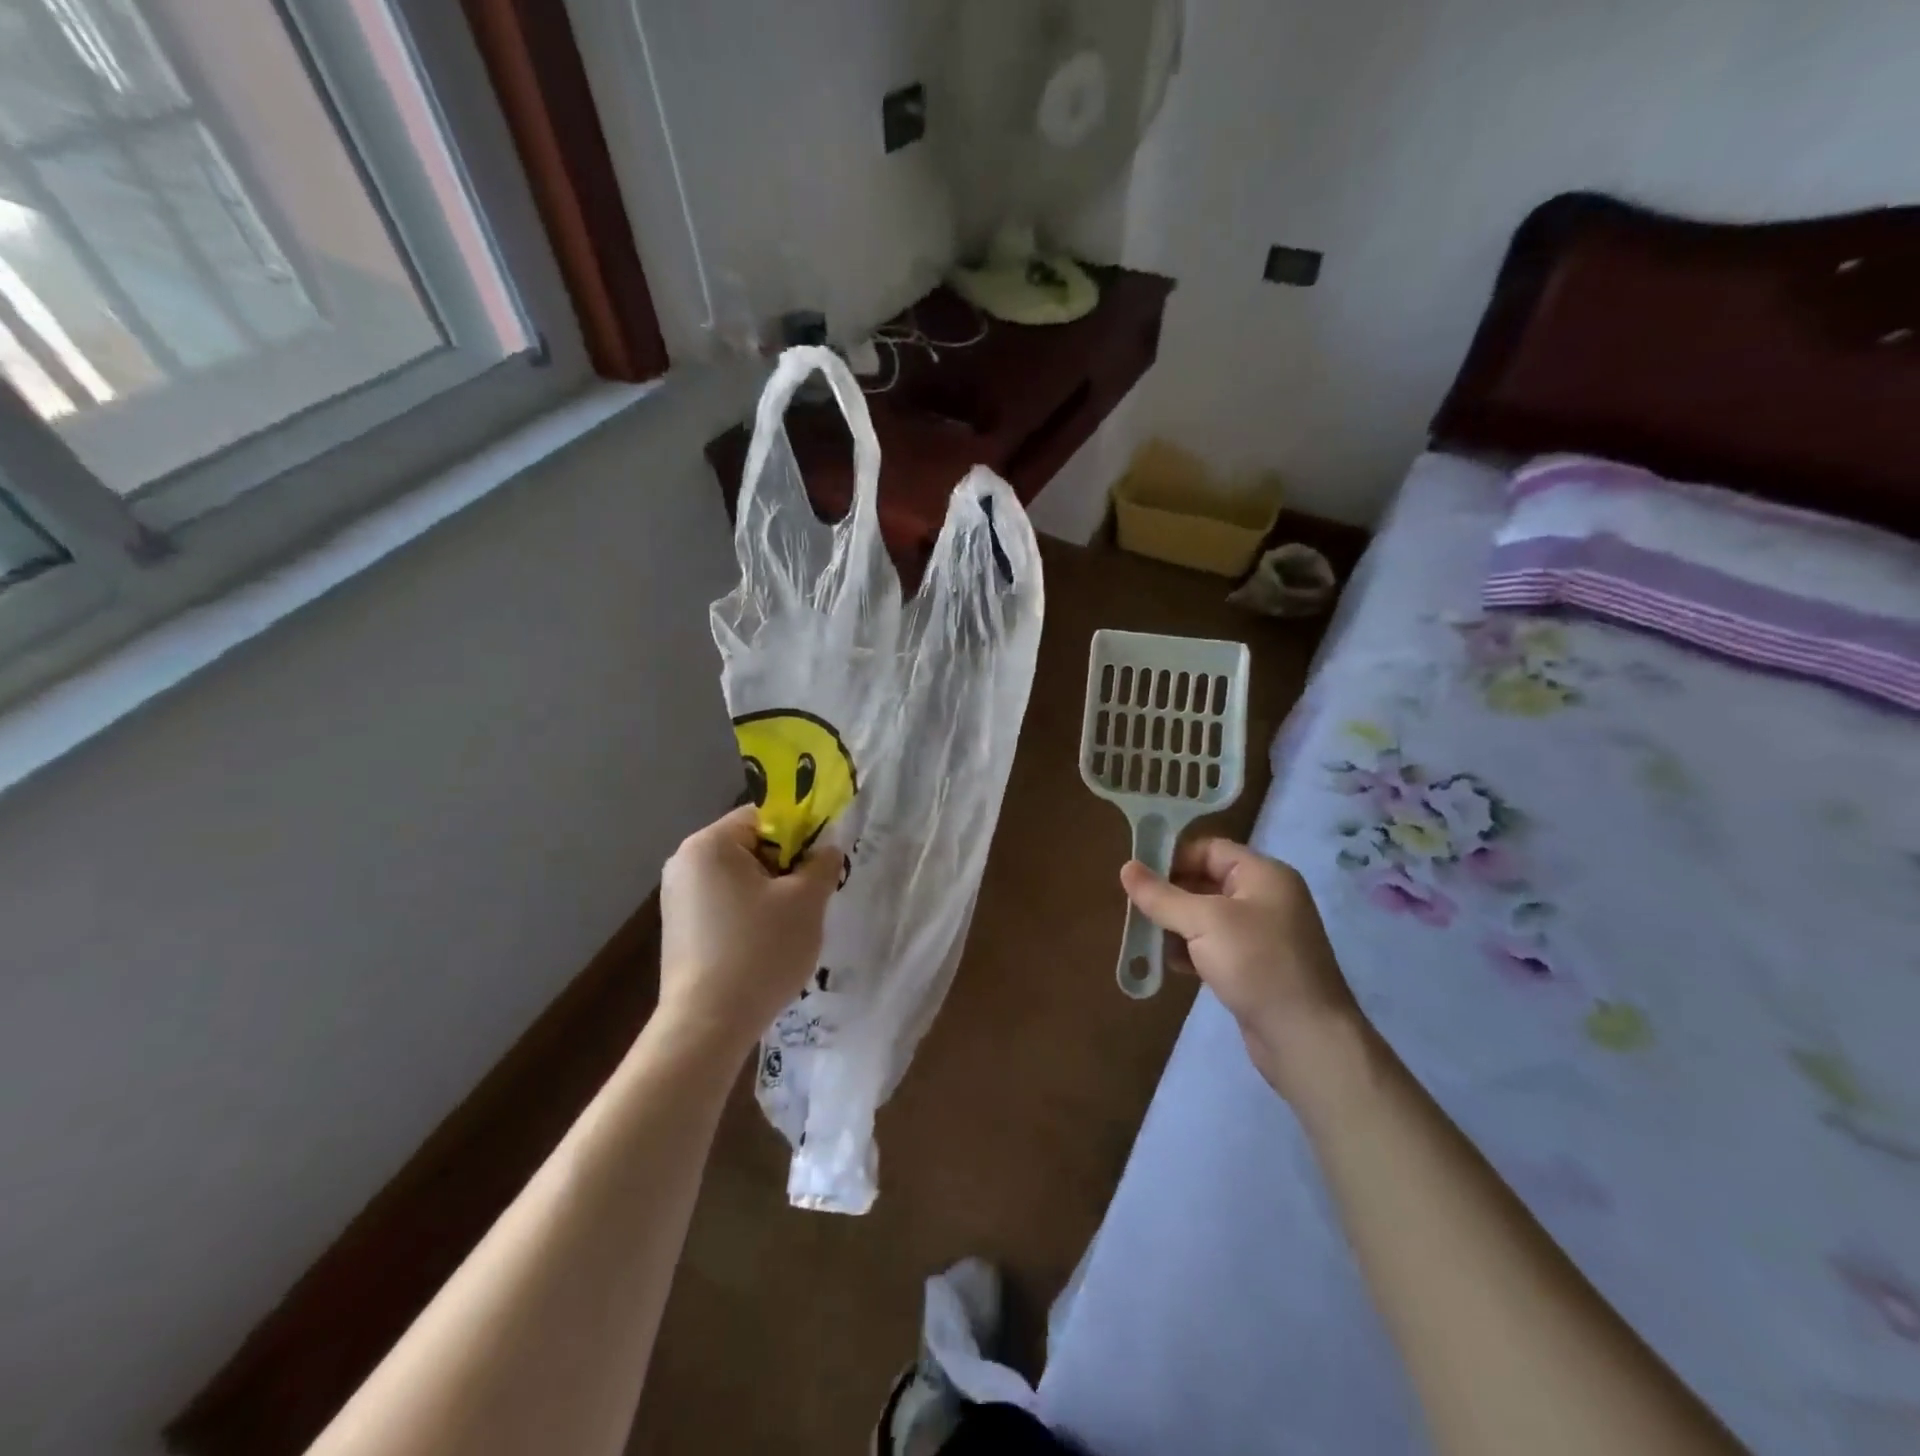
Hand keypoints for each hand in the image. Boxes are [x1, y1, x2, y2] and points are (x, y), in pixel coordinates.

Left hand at [658, 806, 842, 1059]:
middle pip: (751, 846)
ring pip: (740, 878)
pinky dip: (749, 915)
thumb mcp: (806, 901)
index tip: (821, 863)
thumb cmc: (760, 950)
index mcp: (709, 844)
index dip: (800, 833)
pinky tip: (764, 946)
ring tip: (790, 927)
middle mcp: (684, 862)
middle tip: (811, 897)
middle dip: (786, 867)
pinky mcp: (679, 930)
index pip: (764, 816)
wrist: (707, 1026)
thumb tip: (826, 848)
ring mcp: (677, 898)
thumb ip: (822, 863)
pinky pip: (725, 904)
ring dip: (771, 893)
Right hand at [1120, 838, 1368, 1105]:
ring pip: (1207, 917)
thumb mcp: (1203, 921)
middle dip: (1170, 894)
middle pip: (1207, 881)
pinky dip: (1192, 950)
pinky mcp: (1255, 967)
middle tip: (1135, 907)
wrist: (1306, 1038)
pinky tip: (1171, 964)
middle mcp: (1266, 898)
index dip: (1173, 857)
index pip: (1210, 849)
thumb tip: (1126, 867)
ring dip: (1177, 925)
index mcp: (1264, 875)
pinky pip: (1215, 946)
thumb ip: (1162, 895)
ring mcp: (1262, 935)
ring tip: (1147, 938)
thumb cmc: (1256, 964)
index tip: (1138, 876)